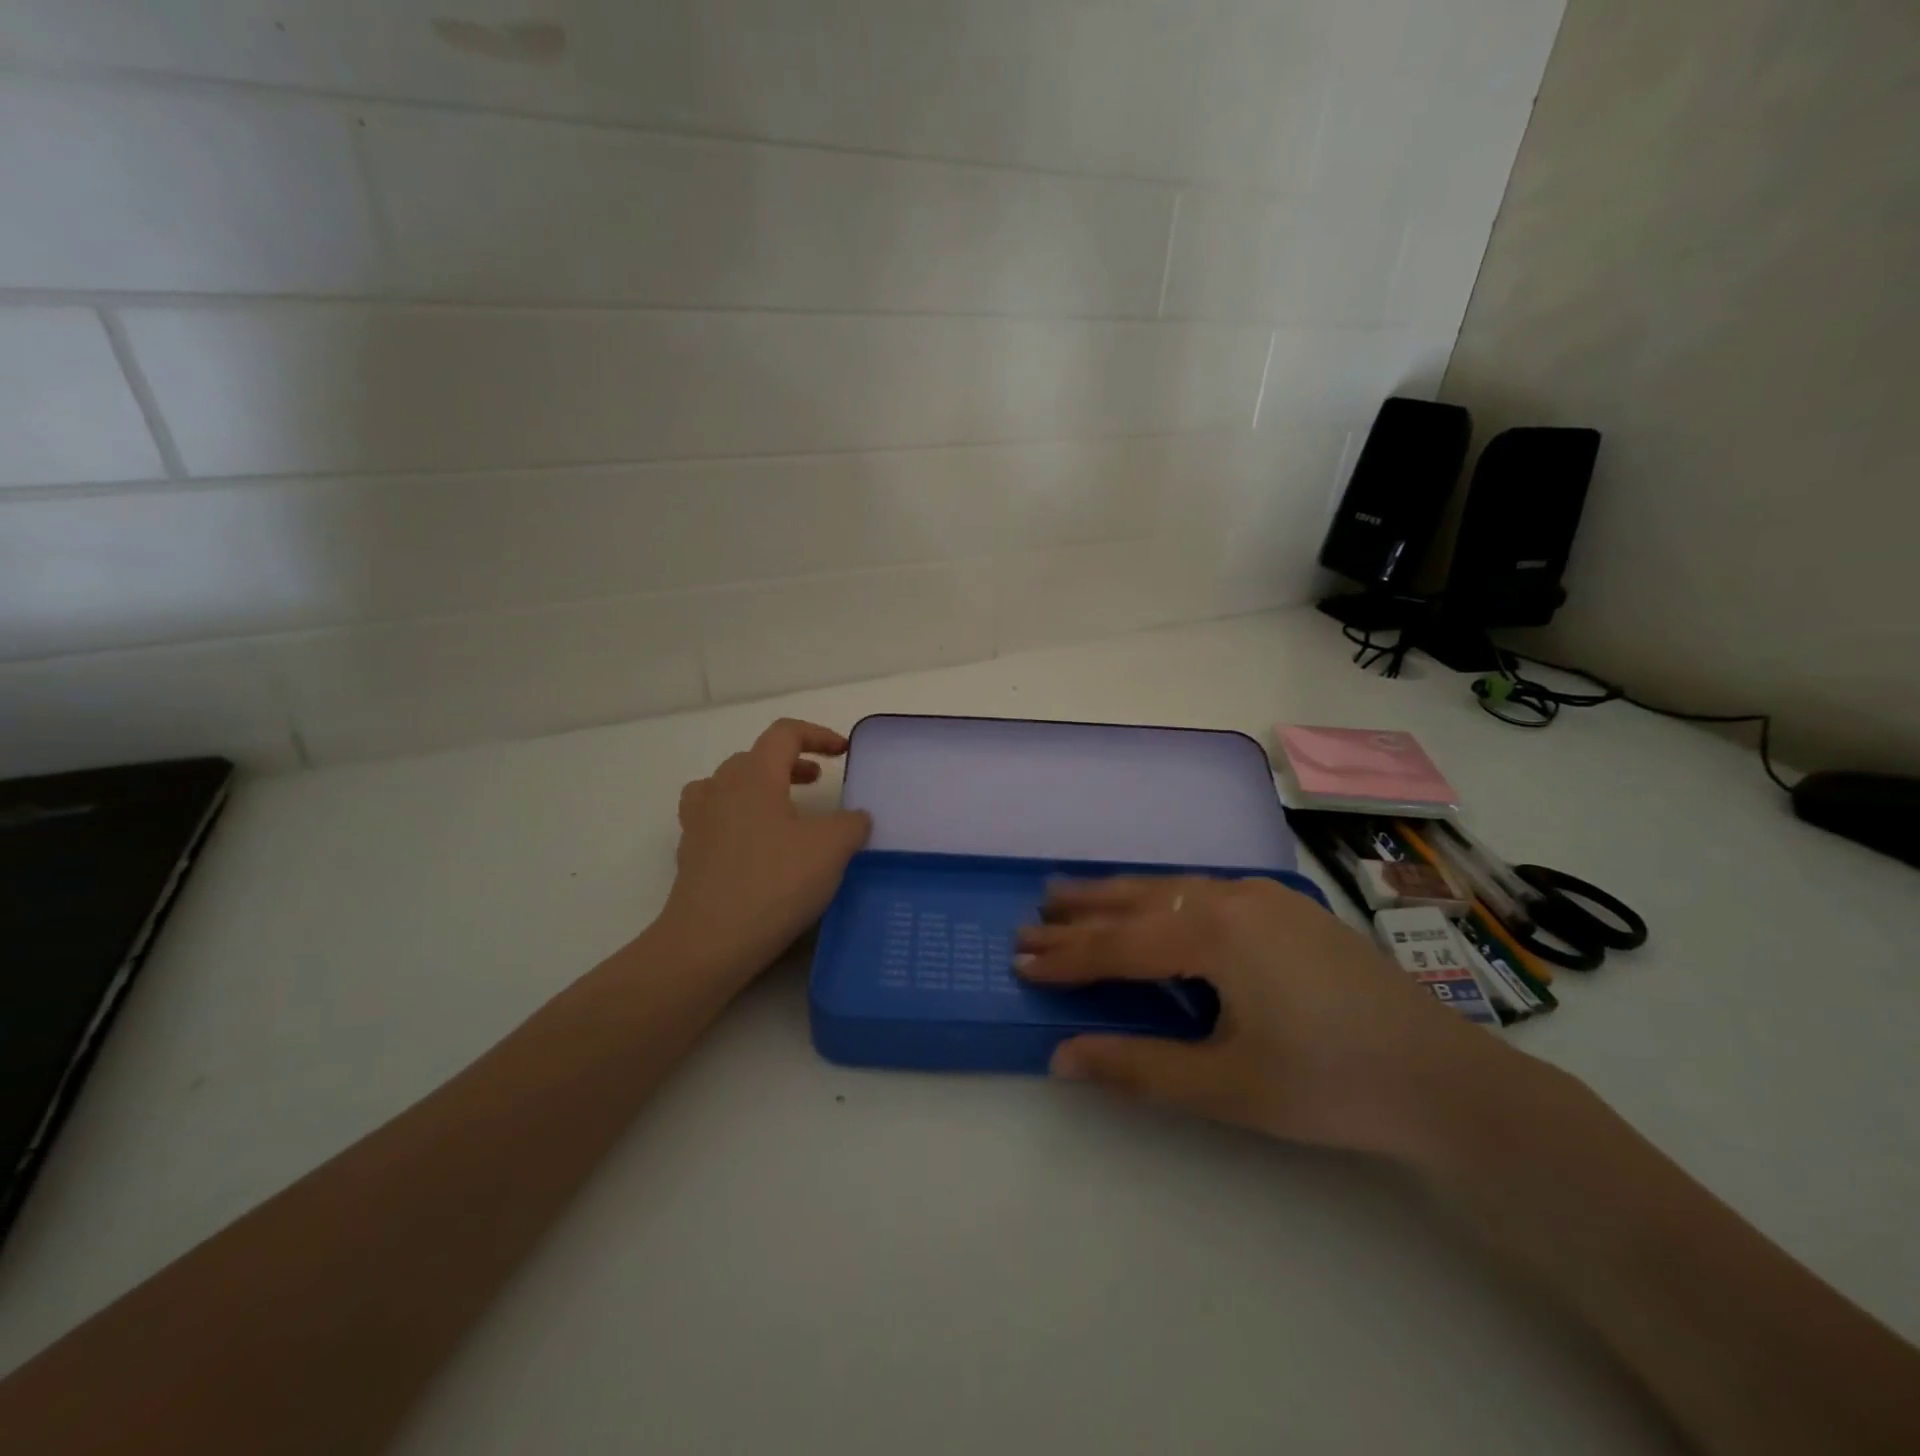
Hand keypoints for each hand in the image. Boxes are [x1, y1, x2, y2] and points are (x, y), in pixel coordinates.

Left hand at [657, 719, 872, 987]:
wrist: (709, 942)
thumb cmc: (775, 883)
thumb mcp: (831, 849)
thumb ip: (851, 824)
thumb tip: (855, 818)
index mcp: (754, 776)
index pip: (784, 734)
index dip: (817, 735)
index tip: (842, 752)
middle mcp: (721, 790)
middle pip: (754, 757)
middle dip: (789, 763)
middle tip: (816, 781)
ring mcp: (699, 823)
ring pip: (727, 786)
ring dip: (758, 787)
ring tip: (782, 809)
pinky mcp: (691, 856)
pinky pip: (714, 820)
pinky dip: (738, 819)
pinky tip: (757, 847)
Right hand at [1015, 876, 1515, 1159]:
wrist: (1447, 1079)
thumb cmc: (1329, 1084)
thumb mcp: (1226, 1086)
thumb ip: (1138, 1068)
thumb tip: (1062, 1057)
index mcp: (1214, 932)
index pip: (1118, 945)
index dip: (1066, 957)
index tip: (1019, 960)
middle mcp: (1233, 897)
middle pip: (1138, 901)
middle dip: (1082, 911)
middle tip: (1033, 914)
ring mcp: (1264, 896)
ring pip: (1171, 888)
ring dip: (1120, 896)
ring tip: (1073, 896)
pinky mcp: (1287, 908)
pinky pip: (1204, 891)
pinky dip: (1162, 898)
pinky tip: (1154, 907)